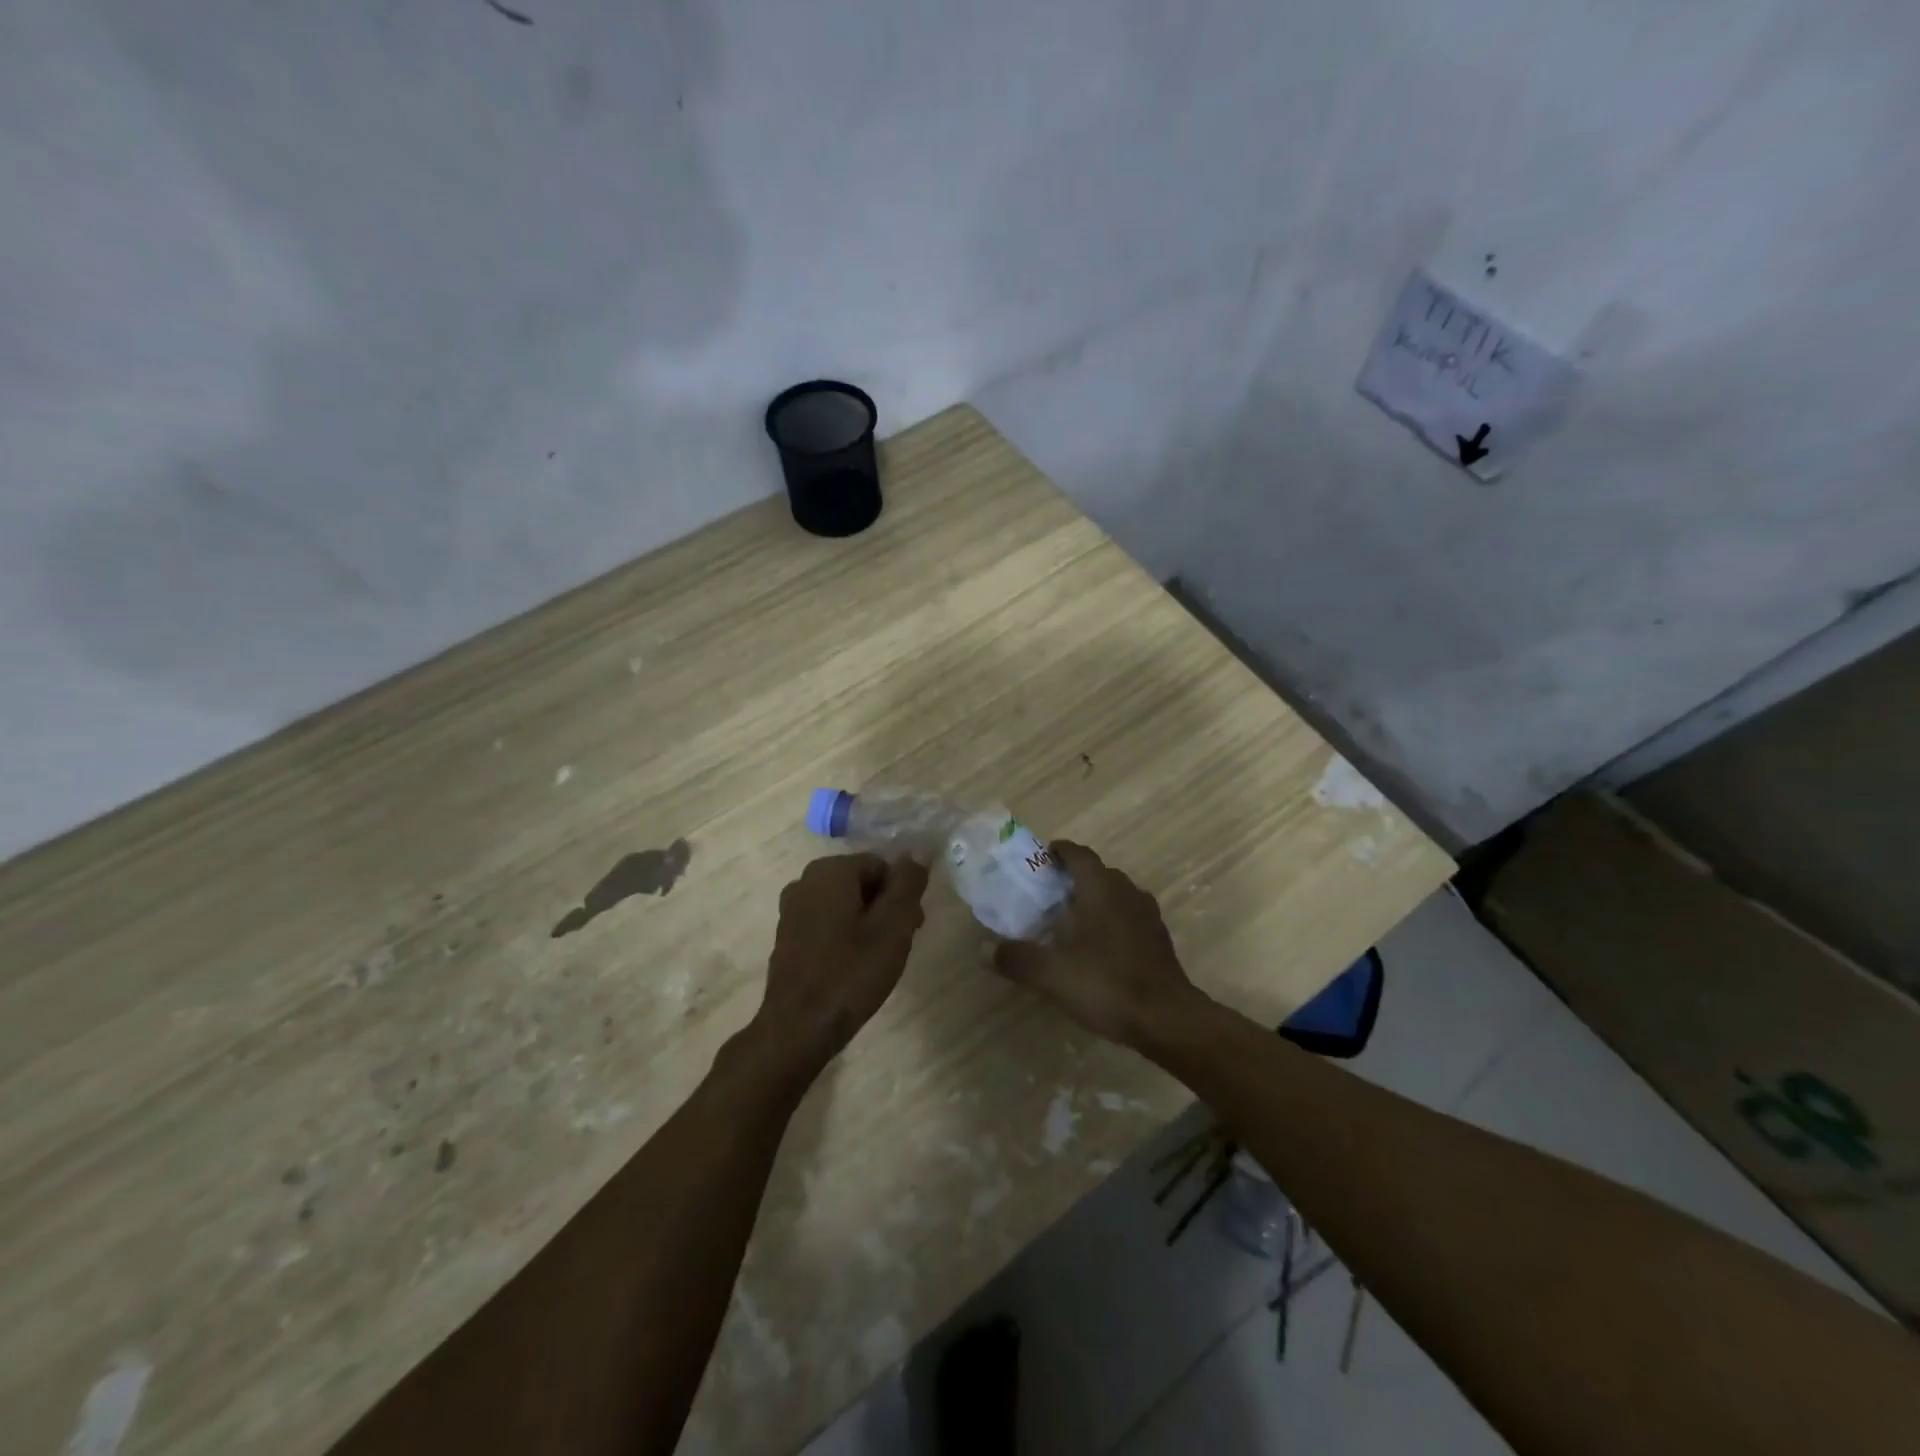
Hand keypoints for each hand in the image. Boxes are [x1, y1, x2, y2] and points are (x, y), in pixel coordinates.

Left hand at [751, 853, 930, 1075]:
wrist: (798, 1028)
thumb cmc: (851, 973)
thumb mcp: (893, 925)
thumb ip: (908, 883)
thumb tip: (918, 852)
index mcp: (830, 870)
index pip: (882, 866)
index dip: (902, 895)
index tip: (911, 928)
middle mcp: (805, 881)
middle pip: (863, 884)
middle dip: (885, 909)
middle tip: (899, 946)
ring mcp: (791, 910)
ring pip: (846, 905)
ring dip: (867, 925)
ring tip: (877, 961)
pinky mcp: (787, 937)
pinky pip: (827, 924)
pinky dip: (845, 938)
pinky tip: (852, 969)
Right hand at [992, 840, 1196, 1046]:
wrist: (1167, 1019)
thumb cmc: (1107, 984)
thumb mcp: (1052, 974)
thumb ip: (1017, 958)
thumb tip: (982, 949)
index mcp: (1101, 889)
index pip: (1079, 854)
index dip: (1059, 851)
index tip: (1041, 857)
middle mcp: (1127, 892)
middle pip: (1098, 872)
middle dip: (1073, 876)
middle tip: (1047, 893)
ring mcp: (1147, 915)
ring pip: (1116, 894)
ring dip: (1094, 898)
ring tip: (1071, 918)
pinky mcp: (1158, 939)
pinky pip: (1129, 916)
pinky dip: (1111, 920)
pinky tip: (1098, 946)